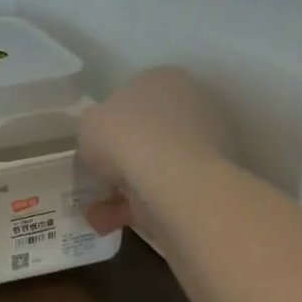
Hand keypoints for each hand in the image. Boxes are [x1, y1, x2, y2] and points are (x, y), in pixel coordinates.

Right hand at [79, 68, 231, 243]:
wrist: (173, 180)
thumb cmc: (125, 136)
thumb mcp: (88, 123)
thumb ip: (94, 127)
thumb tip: (103, 143)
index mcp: (163, 78)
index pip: (132, 96)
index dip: (109, 122)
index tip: (95, 146)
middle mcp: (193, 103)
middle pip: (147, 132)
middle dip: (122, 159)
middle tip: (99, 179)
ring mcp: (209, 142)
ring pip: (157, 166)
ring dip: (127, 188)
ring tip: (100, 213)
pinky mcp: (214, 179)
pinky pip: (168, 191)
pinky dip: (141, 207)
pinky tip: (113, 222)